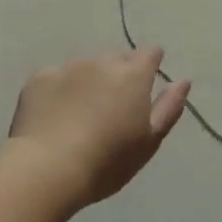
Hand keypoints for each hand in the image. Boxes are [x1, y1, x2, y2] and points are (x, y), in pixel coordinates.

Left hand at [7, 48, 190, 206]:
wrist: (47, 169)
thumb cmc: (107, 161)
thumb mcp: (149, 141)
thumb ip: (169, 107)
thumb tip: (183, 81)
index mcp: (133, 76)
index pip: (150, 52)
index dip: (151, 64)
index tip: (145, 84)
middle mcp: (102, 62)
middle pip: (116, 59)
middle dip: (119, 75)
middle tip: (112, 108)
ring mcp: (68, 67)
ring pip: (85, 67)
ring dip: (88, 82)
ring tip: (80, 115)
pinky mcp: (39, 78)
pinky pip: (56, 77)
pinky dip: (59, 90)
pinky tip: (53, 117)